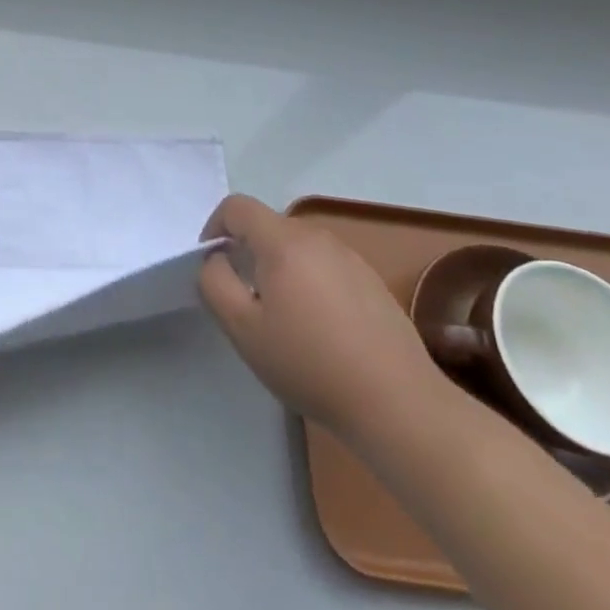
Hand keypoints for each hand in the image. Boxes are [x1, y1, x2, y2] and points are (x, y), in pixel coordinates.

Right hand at [199, 196, 445, 439]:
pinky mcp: (371, 281)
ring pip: (297, 246)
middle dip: (247, 251)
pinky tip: (319, 327)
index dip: (215, 227)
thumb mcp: (242, 328)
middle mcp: (317, 237)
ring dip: (279, 267)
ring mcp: (350, 257)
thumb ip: (215, 282)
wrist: (397, 402)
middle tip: (245, 297)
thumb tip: (216, 259)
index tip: (212, 263)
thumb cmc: (309, 362)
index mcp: (283, 240)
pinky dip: (309, 281)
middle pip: (268, 226)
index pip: (237, 207)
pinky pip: (325, 265)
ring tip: (282, 315)